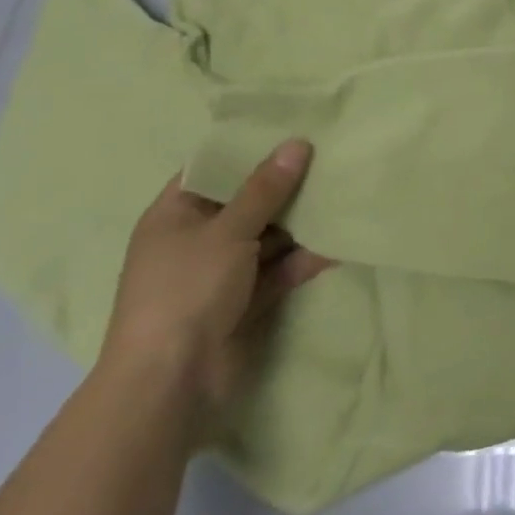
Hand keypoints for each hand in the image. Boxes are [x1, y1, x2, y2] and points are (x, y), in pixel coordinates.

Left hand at [101, 139, 333, 429]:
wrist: (170, 384)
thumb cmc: (187, 290)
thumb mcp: (228, 230)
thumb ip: (265, 188)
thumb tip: (297, 143)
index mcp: (174, 217)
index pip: (211, 171)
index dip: (247, 150)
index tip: (290, 130)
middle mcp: (196, 241)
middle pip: (246, 202)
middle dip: (285, 185)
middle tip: (330, 156)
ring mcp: (220, 274)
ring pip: (267, 237)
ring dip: (301, 222)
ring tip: (343, 193)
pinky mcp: (244, 302)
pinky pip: (278, 270)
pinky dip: (304, 259)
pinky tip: (339, 243)